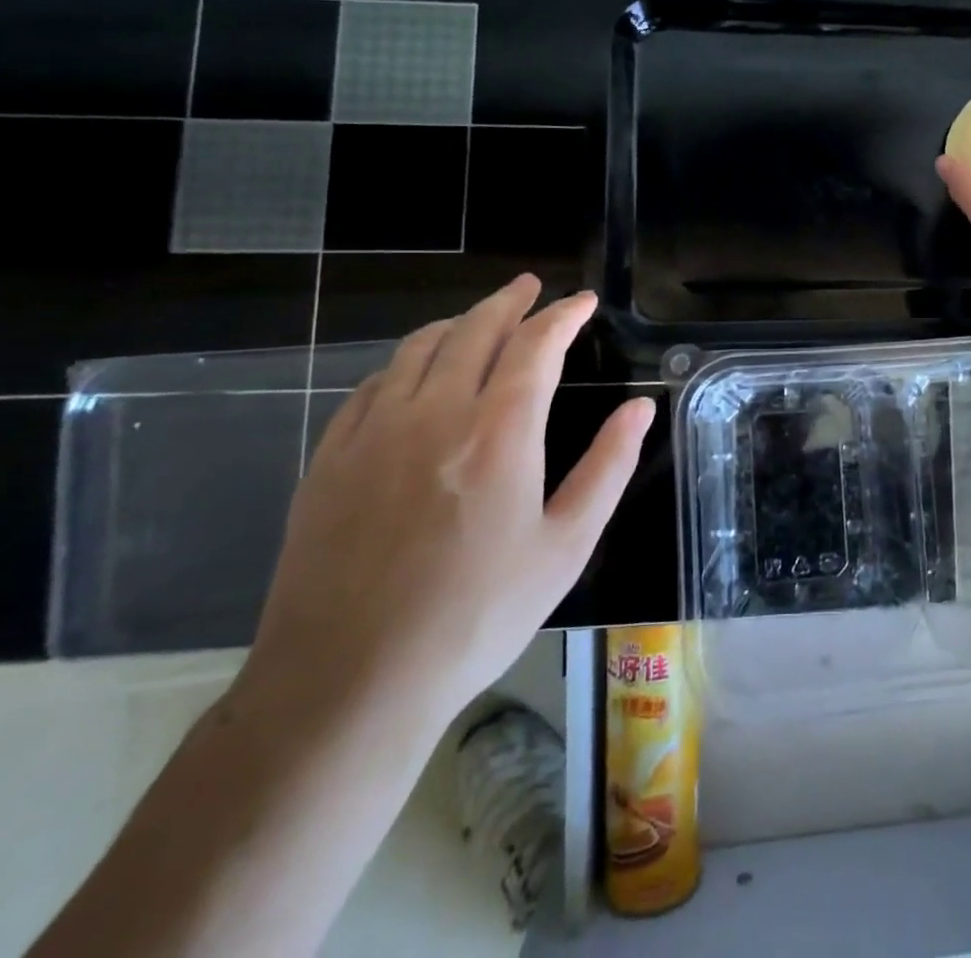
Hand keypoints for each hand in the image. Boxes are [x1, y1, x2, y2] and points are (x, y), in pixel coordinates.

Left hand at [239, 276, 653, 731]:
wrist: (347, 683)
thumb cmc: (477, 615)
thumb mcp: (566, 546)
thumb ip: (608, 466)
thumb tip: (639, 408)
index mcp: (499, 432)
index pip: (535, 346)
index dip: (562, 315)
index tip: (582, 301)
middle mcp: (434, 414)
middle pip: (475, 331)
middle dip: (509, 301)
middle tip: (530, 287)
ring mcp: (373, 433)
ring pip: (418, 349)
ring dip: (458, 323)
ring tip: (480, 318)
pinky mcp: (330, 459)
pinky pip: (371, 386)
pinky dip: (405, 362)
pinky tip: (413, 374)